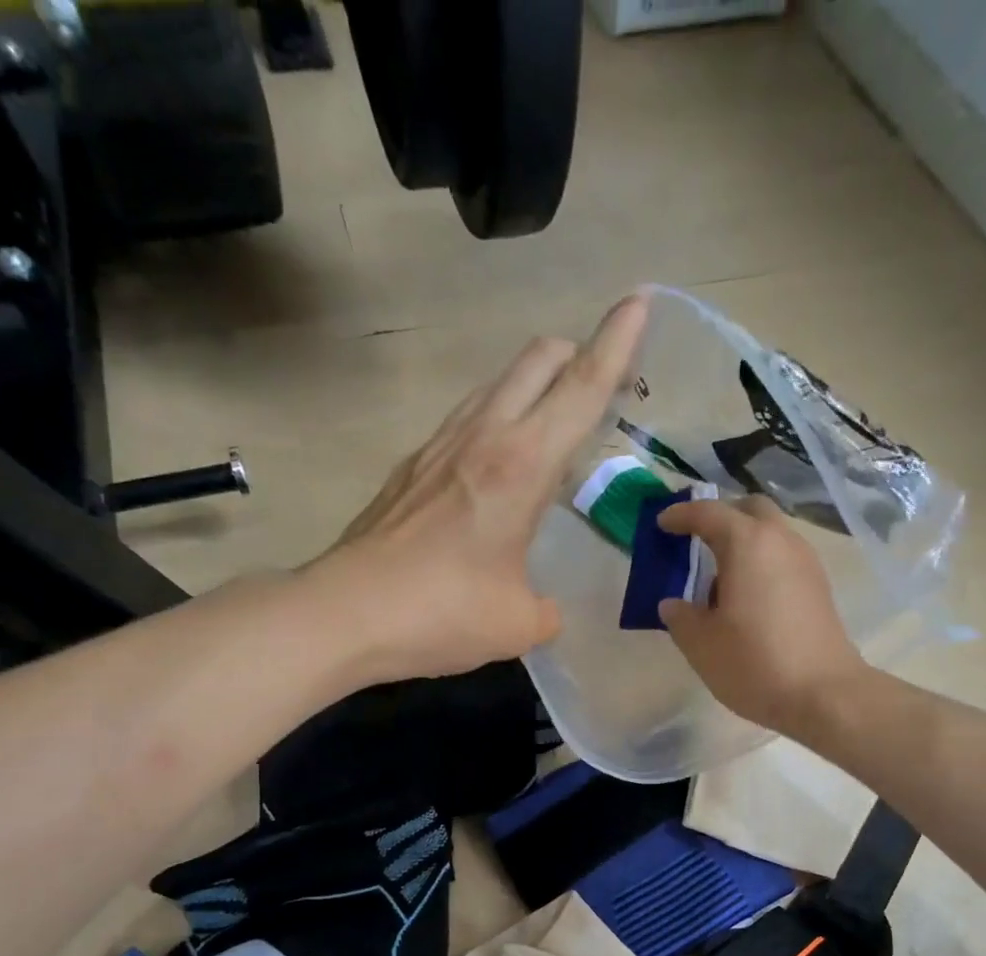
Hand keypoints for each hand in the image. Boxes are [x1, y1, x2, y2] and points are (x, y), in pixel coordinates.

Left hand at [314, 294, 648, 681]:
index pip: (580, 387)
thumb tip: (543, 609)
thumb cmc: (442, 613)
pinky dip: (498, 419)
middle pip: (537, 360)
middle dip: (577, 352)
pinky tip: (497, 465)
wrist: (345, 612)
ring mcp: (439, 445)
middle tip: (602, 384)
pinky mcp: (411, 466)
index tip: (640, 301)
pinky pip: (468, 418)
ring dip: (535, 385)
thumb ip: (546, 609)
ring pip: (498, 383)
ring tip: (552, 425)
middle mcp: (482, 438)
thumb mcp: (518, 624)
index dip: (617, 343)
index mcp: (521, 466)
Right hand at [657, 497, 867, 734]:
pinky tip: (745, 597)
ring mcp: (806, 562)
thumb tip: (673, 605)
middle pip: (749, 510)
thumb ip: (680, 617)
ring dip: (743, 542)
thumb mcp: (701, 644)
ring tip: (718, 577)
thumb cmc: (754, 663)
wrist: (823, 694)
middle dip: (720, 518)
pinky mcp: (818, 586)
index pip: (708, 513)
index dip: (680, 515)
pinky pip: (783, 557)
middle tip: (695, 541)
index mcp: (747, 543)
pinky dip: (761, 562)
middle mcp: (780, 541)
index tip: (661, 524)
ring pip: (770, 533)